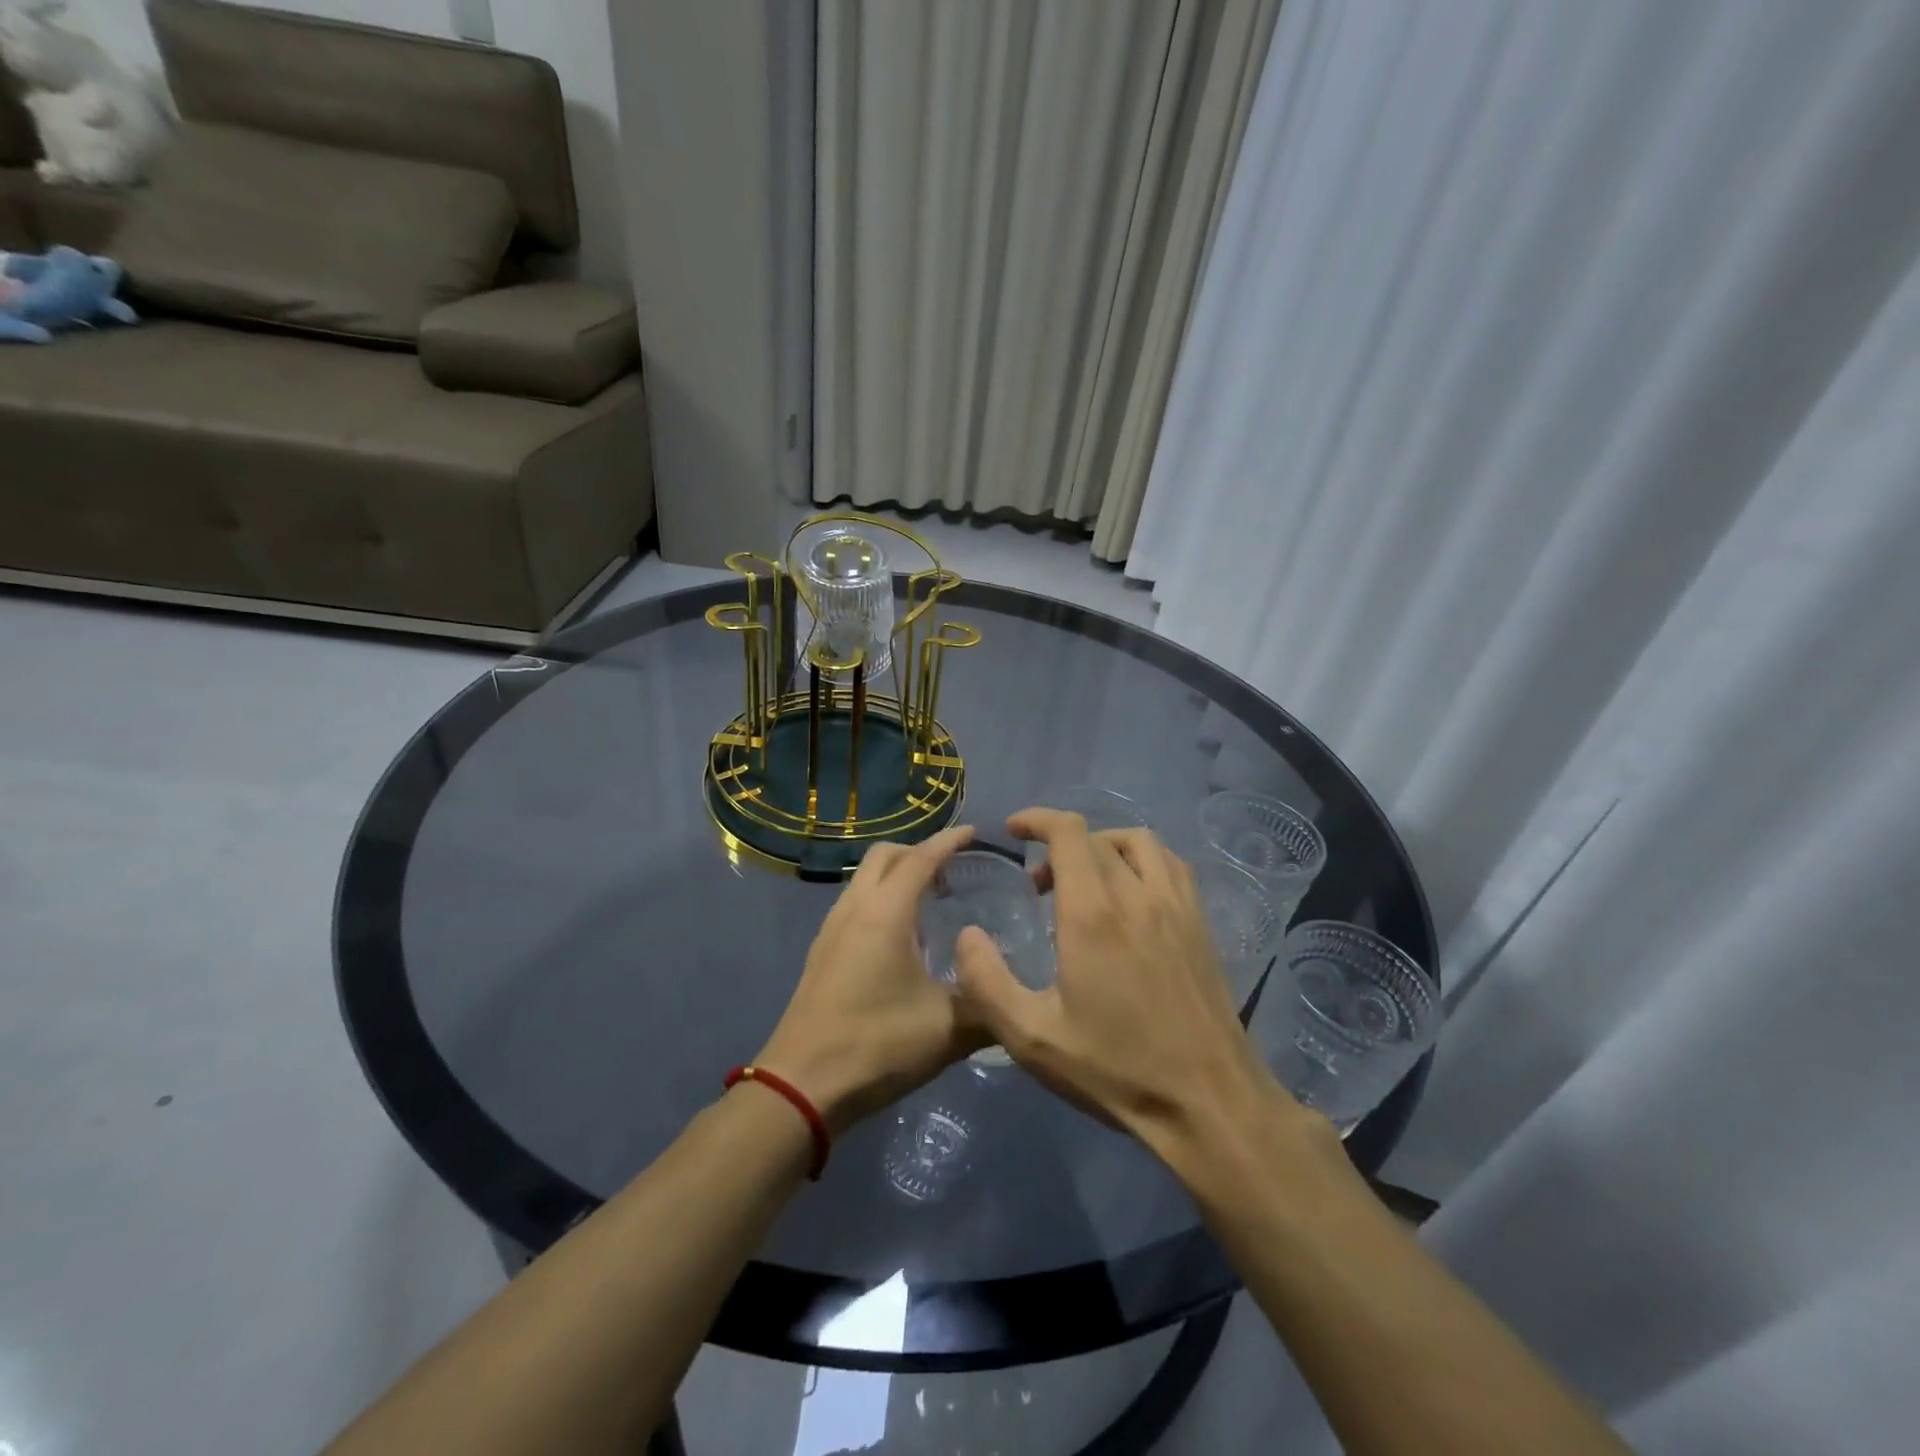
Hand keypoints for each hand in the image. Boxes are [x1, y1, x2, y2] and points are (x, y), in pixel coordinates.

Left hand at [756, 826, 984, 1134]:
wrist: (801, 1086)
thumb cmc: (877, 1045)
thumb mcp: (948, 1029)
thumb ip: (988, 1005)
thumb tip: (1015, 994)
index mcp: (885, 913)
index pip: (921, 859)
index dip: (949, 841)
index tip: (975, 833)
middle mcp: (854, 909)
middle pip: (885, 856)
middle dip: (919, 851)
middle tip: (953, 869)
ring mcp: (831, 930)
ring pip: (864, 879)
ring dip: (896, 875)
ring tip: (930, 900)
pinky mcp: (821, 953)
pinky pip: (855, 904)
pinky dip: (880, 898)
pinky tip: (900, 937)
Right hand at [952, 809, 1291, 1155]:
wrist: (1209, 1101)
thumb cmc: (1116, 1068)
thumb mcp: (1032, 1037)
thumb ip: (987, 982)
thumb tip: (968, 935)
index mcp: (1093, 913)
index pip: (1068, 832)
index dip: (1037, 819)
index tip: (1012, 829)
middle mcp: (1137, 894)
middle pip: (1097, 837)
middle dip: (1059, 845)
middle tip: (1038, 887)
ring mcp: (1176, 905)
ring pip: (1139, 842)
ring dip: (1103, 846)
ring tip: (1084, 881)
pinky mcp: (1200, 924)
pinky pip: (1171, 864)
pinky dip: (1142, 860)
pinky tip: (1131, 896)